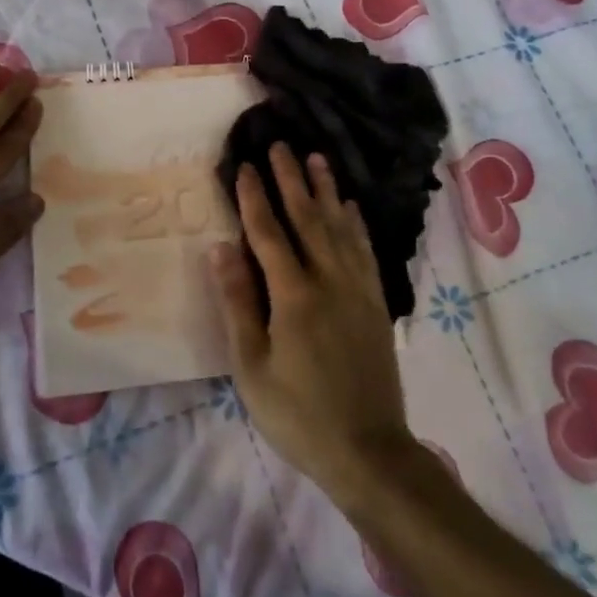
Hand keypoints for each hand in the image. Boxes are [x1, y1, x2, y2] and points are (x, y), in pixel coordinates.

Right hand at [212, 144, 413, 506]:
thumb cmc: (297, 414)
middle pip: (307, 219)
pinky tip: (350, 208)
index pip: (268, 233)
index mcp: (293, 296)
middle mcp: (328, 281)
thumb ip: (238, 303)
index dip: (255, 198)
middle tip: (282, 145)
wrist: (368, 451)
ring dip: (326, 191)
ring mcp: (357, 290)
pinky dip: (355, 224)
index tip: (246, 165)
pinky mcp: (375, 304)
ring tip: (317, 159)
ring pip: (340, 228)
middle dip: (292, 180)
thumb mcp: (252, 367)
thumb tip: (221, 249)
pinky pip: (364, 251)